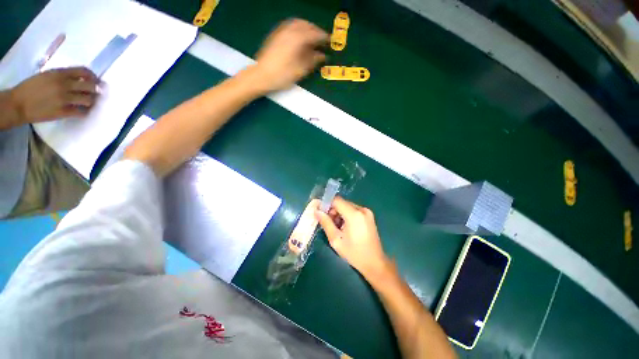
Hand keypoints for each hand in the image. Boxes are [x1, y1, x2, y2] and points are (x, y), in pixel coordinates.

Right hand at [10, 67, 99, 123]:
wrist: (18, 104)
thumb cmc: (31, 88)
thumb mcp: (46, 75)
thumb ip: (62, 75)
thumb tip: (79, 78)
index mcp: (59, 74)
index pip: (83, 71)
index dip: (93, 76)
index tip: (95, 80)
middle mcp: (64, 85)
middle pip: (90, 86)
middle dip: (95, 89)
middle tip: (95, 92)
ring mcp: (64, 99)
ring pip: (88, 99)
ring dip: (91, 101)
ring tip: (88, 102)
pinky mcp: (63, 112)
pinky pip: (82, 112)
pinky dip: (85, 111)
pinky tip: (83, 110)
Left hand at [251, 18, 327, 92]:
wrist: (261, 76)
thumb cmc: (282, 76)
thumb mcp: (300, 71)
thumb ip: (312, 61)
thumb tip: (322, 56)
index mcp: (297, 40)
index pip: (314, 34)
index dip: (324, 37)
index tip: (331, 41)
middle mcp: (289, 31)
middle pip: (306, 25)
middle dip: (316, 31)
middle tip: (323, 39)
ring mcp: (281, 31)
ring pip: (297, 23)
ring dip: (307, 28)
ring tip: (312, 37)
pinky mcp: (275, 35)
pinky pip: (289, 25)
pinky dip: (298, 28)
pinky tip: (299, 37)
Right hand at [315, 197, 391, 280]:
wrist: (374, 262)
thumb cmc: (354, 253)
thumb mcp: (336, 239)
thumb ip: (326, 223)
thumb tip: (316, 211)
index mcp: (354, 214)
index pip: (336, 200)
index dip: (326, 204)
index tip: (320, 213)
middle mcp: (362, 209)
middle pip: (342, 203)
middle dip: (333, 211)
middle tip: (328, 224)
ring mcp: (367, 212)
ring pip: (347, 206)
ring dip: (339, 213)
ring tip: (337, 228)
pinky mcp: (369, 215)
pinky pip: (353, 210)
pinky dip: (346, 215)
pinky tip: (345, 227)